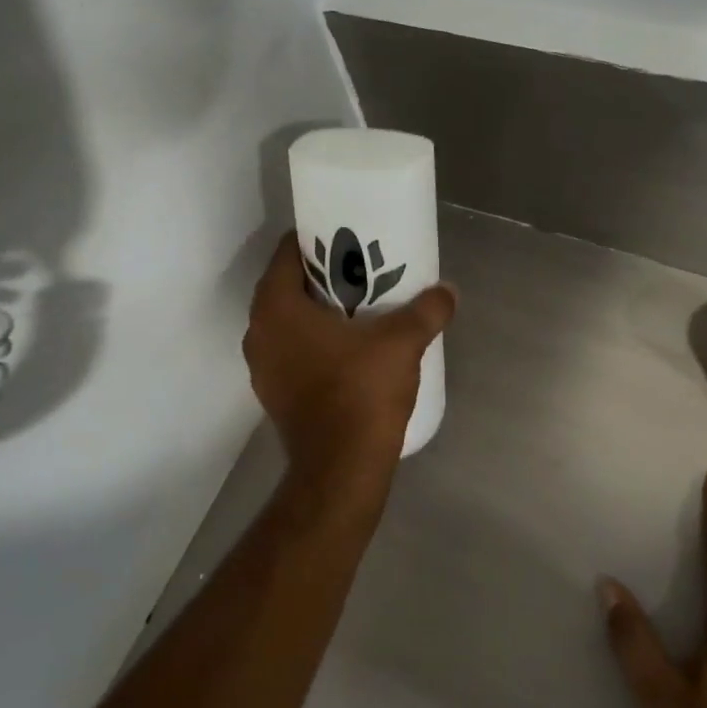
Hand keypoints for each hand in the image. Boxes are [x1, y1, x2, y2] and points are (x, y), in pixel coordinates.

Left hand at [244, 232, 456, 471]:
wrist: (340, 468)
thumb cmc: (361, 392)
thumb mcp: (401, 343)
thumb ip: (426, 311)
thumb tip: (448, 291)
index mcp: (276, 307)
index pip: (286, 254)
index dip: (314, 241)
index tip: (345, 239)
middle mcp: (258, 332)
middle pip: (286, 287)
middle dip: (319, 276)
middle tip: (358, 270)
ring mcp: (261, 366)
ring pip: (286, 322)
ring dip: (314, 312)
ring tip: (355, 307)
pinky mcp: (272, 394)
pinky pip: (290, 352)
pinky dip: (311, 343)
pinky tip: (345, 349)